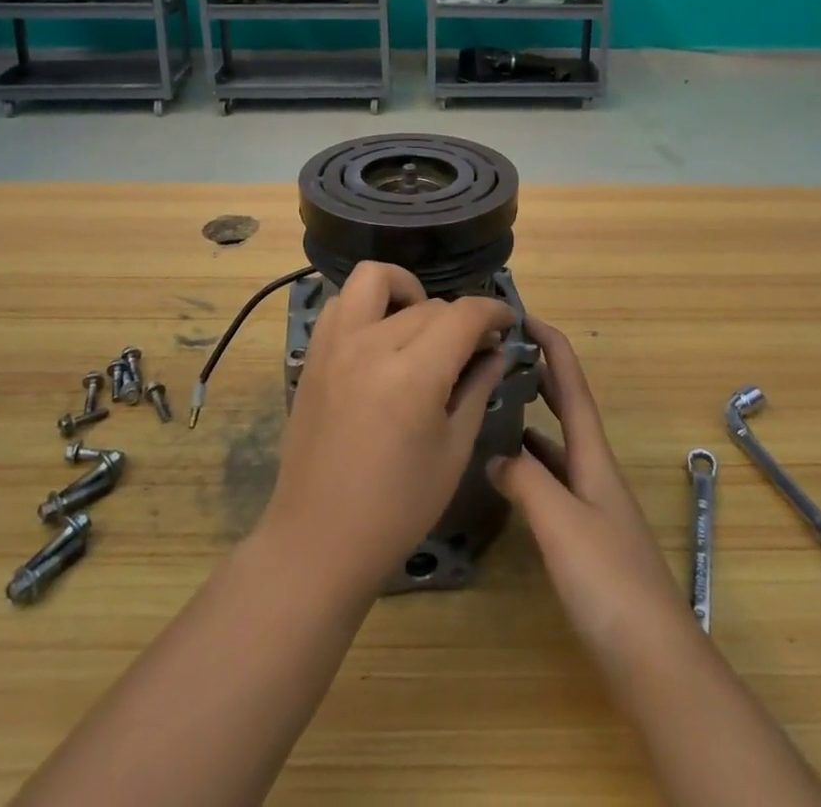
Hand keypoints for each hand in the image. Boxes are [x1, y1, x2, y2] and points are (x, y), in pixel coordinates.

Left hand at [260, 261, 513, 590]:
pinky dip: (366, 305)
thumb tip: (496, 353)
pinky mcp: (313, 354)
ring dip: (406, 291)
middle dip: (460, 318)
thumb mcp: (452, 453)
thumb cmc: (396, 509)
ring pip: (374, 280)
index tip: (507, 323)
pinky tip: (380, 337)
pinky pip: (341, 303)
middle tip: (472, 348)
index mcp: (413, 375)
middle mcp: (371, 345)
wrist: (317, 540)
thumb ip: (476, 391)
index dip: (493, 312)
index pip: (463, 315)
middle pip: (428, 303)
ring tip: (419, 327)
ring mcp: (334, 345)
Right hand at [489, 319, 688, 654]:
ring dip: (531, 419)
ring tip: (492, 406)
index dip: (552, 346)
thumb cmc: (609, 582)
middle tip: (501, 355)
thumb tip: (496, 455)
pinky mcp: (587, 537)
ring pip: (557, 446)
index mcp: (594, 457)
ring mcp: (593, 505)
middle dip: (540, 375)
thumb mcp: (560, 522)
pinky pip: (553, 482)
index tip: (523, 316)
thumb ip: (524, 481)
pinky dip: (530, 467)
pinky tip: (508, 477)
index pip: (571, 386)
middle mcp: (595, 471)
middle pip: (567, 409)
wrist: (654, 660)